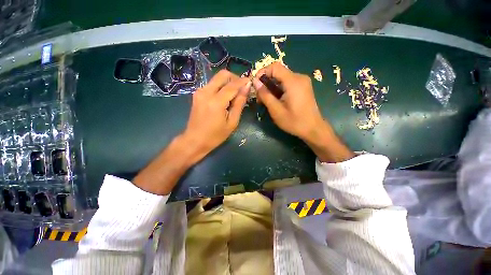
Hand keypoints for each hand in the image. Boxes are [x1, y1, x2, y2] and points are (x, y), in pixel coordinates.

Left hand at [183, 70, 250, 162]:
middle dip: (235, 78)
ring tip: (234, 95)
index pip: (233, 85)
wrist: (195, 140)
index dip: (243, 81)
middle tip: (242, 89)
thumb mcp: (232, 122)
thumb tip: (247, 88)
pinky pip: (212, 84)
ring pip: (217, 78)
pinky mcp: (197, 94)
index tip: (251, 82)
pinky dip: (221, 87)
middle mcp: (206, 92)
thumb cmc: (215, 135)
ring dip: (228, 83)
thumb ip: (239, 103)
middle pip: (223, 74)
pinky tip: (224, 98)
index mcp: (216, 101)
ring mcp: (200, 91)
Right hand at [253, 62, 353, 162]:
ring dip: (272, 87)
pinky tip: (276, 100)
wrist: (313, 129)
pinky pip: (287, 83)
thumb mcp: (276, 110)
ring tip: (266, 100)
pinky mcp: (303, 87)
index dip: (262, 72)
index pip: (275, 66)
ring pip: (282, 78)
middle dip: (266, 82)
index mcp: (293, 81)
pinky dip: (279, 89)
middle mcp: (299, 77)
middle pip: (278, 72)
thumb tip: (255, 81)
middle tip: (260, 97)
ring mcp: (302, 82)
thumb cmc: (294, 121)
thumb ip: (265, 94)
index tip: (255, 85)